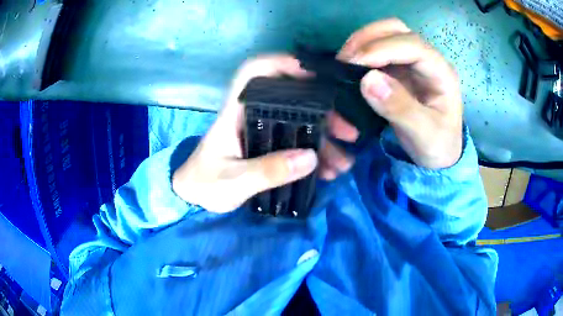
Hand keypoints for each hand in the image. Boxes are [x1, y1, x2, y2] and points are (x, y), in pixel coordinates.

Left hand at [171, 55, 357, 212]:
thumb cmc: (204, 184)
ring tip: (343, 163)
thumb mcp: (233, 181)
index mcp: (236, 112)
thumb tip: (311, 157)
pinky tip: (328, 172)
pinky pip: (297, 145)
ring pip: (300, 125)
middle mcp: (252, 115)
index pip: (254, 72)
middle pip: (292, 100)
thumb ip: (267, 171)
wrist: (194, 198)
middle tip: (349, 133)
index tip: (313, 73)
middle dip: (324, 113)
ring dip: (325, 141)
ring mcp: (263, 132)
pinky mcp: (269, 148)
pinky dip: (315, 157)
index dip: (282, 63)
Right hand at [338, 18, 462, 168]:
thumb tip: (367, 80)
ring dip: (361, 43)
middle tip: (345, 60)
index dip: (381, 49)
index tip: (353, 64)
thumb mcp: (424, 135)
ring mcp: (412, 62)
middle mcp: (427, 60)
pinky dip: (360, 54)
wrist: (439, 155)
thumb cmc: (438, 146)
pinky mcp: (399, 69)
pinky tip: (350, 67)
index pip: (411, 45)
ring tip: (343, 63)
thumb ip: (400, 109)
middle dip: (368, 38)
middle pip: (396, 29)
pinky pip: (376, 51)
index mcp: (441, 72)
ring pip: (384, 34)